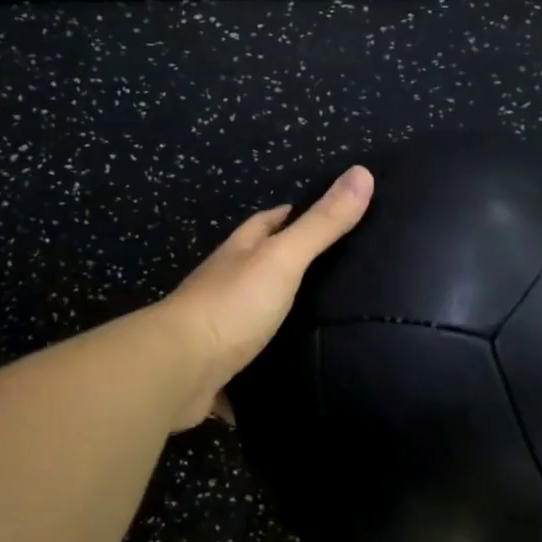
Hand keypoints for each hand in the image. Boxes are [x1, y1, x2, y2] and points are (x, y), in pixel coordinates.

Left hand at [162, 166, 373, 427]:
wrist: (178, 369)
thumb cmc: (233, 303)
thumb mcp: (284, 257)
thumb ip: (322, 223)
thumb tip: (362, 172)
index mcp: (240, 251)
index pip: (268, 221)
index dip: (295, 214)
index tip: (329, 216)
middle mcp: (226, 282)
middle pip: (262, 265)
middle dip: (292, 265)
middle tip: (341, 274)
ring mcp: (219, 324)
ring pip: (257, 311)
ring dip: (283, 313)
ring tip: (331, 321)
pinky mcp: (219, 364)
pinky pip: (251, 357)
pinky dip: (271, 360)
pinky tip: (299, 369)